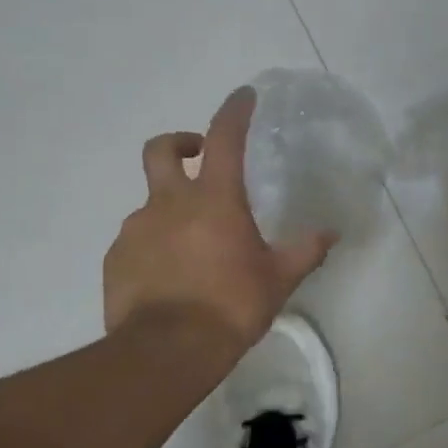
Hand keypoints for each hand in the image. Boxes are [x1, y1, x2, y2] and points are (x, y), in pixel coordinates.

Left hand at [105, 86, 334, 347]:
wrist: (166, 351)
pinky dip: (155, 244)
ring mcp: (136, 229)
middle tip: (199, 157)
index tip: (243, 96)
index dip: (234, 111)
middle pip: (163, 149)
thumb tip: (331, 233)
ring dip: (171, 208)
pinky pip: (138, 239)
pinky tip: (171, 274)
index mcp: (214, 199)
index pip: (224, 138)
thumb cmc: (231, 305)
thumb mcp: (278, 279)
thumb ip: (305, 251)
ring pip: (151, 201)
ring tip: (194, 244)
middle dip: (181, 142)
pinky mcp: (116, 258)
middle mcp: (169, 203)